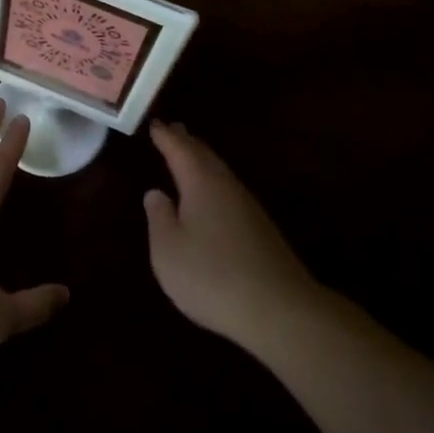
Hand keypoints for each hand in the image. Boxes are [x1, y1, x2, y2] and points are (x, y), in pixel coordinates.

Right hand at [144, 120, 325, 348]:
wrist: (279, 309)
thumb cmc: (211, 276)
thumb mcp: (168, 250)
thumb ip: (159, 218)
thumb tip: (156, 192)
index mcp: (201, 183)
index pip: (179, 150)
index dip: (165, 137)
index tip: (155, 123)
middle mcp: (227, 186)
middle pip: (205, 156)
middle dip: (187, 142)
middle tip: (174, 129)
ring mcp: (248, 208)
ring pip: (220, 173)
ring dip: (203, 161)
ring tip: (190, 156)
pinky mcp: (261, 230)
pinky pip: (230, 192)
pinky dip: (215, 184)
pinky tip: (212, 198)